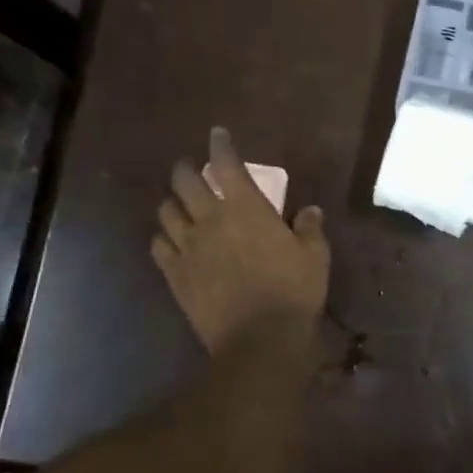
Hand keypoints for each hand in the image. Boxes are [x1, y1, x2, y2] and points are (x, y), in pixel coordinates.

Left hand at [151, 127, 330, 353]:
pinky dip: (163, 237)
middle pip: (185, 181)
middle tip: (191, 168)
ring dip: (173, 202)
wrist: (259, 338)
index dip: (220, 145)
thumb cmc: (294, 292)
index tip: (217, 134)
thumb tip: (309, 210)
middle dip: (186, 168)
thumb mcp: (315, 257)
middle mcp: (211, 219)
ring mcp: (188, 247)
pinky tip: (170, 241)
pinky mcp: (175, 274)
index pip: (227, 164)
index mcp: (247, 208)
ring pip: (166, 211)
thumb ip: (309, 229)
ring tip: (180, 204)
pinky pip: (158, 246)